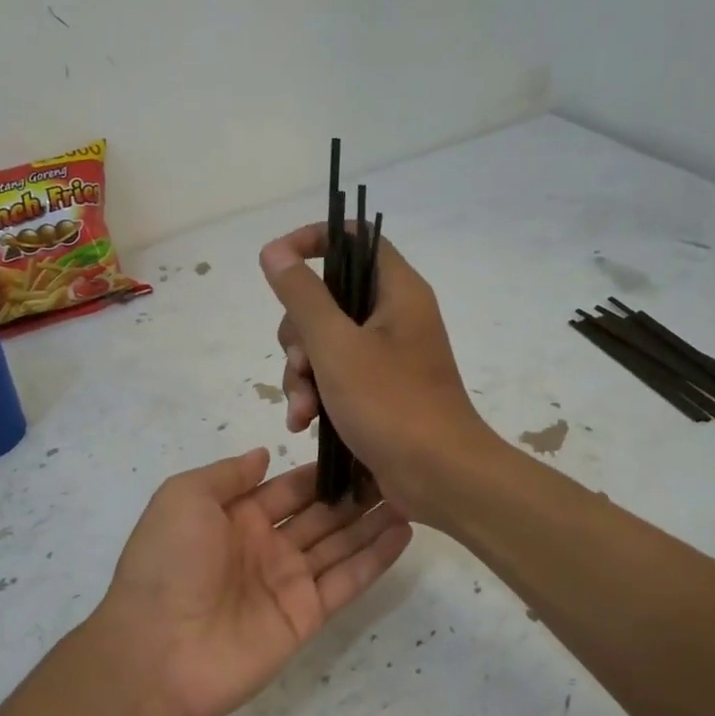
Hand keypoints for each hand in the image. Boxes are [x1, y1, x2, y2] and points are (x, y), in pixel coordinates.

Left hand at [95, 449, 411, 715]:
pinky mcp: (306, 616)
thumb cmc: (167, 562)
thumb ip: (228, 474)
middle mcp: (265, 547)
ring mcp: (287, 583)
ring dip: (372, 522)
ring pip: (340, 545)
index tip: (357, 450)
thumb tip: (263, 454)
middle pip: (319, 515)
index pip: (287, 488)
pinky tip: (403, 532)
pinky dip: (375, 558)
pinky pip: (347, 581)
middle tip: (394, 469)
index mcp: (234, 517)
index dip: (319, 472)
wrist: (156, 651)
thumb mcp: (184, 498)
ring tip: (409, 495)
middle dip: (353, 495)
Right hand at [260, 224, 495, 524]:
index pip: (354, 238)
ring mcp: (386, 355)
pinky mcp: (378, 389)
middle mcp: (393, 316)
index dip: (313, 241)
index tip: (277, 263)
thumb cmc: (392, 405)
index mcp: (397, 291)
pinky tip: (304, 423)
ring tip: (304, 409)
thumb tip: (274, 252)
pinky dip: (316, 394)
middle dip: (298, 334)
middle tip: (301, 363)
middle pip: (328, 297)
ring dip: (302, 373)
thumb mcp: (337, 347)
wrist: (440, 477)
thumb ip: (303, 296)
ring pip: (324, 342)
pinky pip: (334, 375)